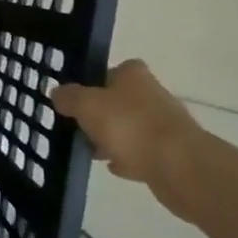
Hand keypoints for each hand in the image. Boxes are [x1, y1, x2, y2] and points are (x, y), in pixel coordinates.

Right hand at [53, 61, 203, 216]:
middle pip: (118, 100)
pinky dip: (128, 158)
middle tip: (77, 127)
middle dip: (100, 114)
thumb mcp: (86, 105)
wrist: (179, 167)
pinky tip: (114, 167)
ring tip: (91, 151)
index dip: (90, 83)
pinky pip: (142, 152)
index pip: (108, 70)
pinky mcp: (172, 152)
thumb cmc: (129, 125)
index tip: (74, 100)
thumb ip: (68, 97)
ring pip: (129, 127)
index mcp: (133, 74)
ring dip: (112, 138)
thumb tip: (58, 93)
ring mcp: (164, 124)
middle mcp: (152, 93)